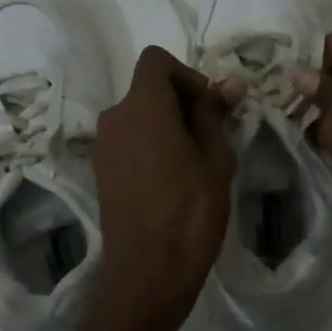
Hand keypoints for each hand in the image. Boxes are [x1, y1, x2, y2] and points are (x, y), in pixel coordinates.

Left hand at [91, 47, 241, 330]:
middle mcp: (114, 117)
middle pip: (147, 89)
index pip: (156, 60)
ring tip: (194, 162)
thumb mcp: (215, 157)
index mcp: (142, 105)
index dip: (187, 74)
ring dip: (166, 126)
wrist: (148, 271)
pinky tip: (172, 180)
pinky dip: (150, 146)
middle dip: (180, 102)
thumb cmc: (190, 209)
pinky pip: (129, 142)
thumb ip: (215, 113)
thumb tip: (230, 82)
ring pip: (139, 117)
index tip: (208, 106)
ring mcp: (103, 146)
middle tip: (211, 137)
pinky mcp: (101, 172)